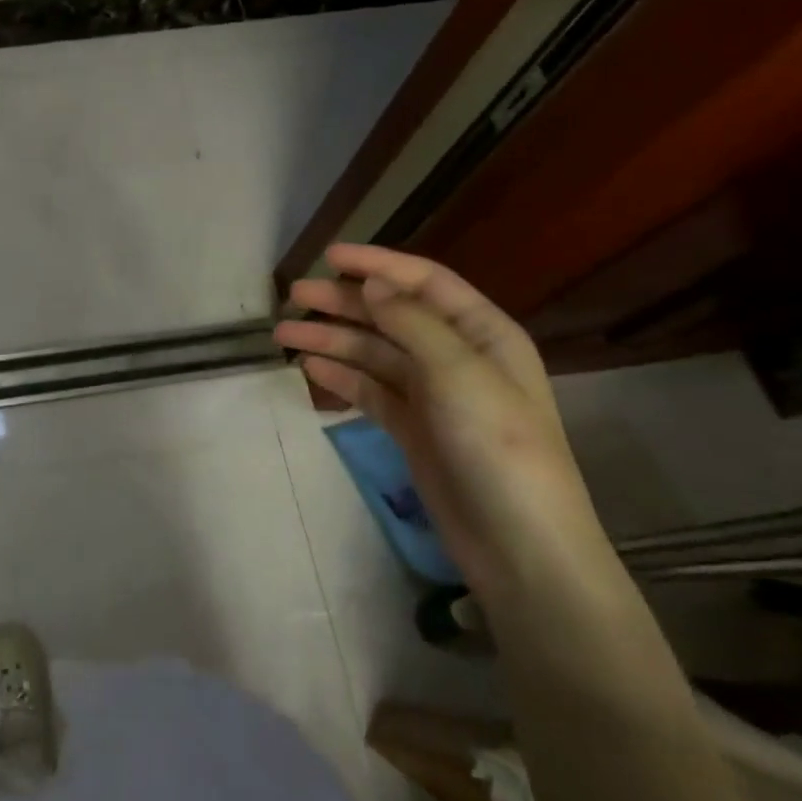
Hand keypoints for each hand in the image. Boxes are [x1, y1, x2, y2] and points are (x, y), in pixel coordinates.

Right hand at [275, 244, 612, 603]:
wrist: (518, 544)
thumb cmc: (497, 446)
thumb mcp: (458, 374)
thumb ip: (412, 323)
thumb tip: (372, 284)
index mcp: (482, 333)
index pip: (424, 283)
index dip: (377, 264)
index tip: (328, 256)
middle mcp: (457, 356)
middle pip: (391, 316)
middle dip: (342, 303)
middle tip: (293, 297)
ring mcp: (433, 395)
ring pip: (373, 354)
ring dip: (331, 341)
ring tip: (284, 335)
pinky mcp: (413, 429)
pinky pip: (371, 391)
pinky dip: (341, 377)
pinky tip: (309, 370)